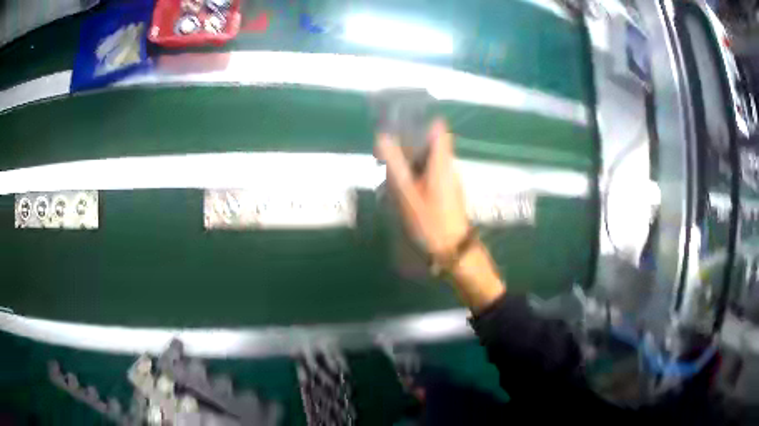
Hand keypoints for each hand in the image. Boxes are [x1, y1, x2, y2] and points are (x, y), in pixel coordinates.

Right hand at [375, 119, 468, 257]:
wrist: (454, 251)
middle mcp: (448, 167)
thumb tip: (383, 137)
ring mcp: (449, 180)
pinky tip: (402, 190)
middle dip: (408, 144)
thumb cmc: (431, 222)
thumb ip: (395, 165)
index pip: (438, 129)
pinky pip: (430, 174)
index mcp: (442, 162)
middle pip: (430, 144)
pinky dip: (416, 175)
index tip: (401, 122)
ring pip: (429, 160)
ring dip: (410, 161)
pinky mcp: (448, 192)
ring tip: (388, 172)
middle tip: (384, 153)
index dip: (422, 121)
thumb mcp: (408, 194)